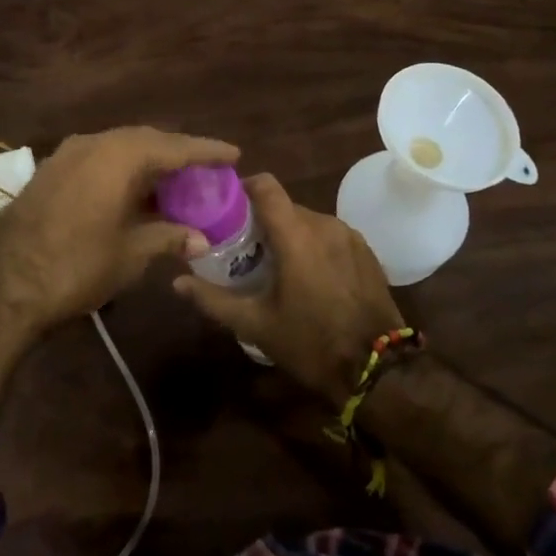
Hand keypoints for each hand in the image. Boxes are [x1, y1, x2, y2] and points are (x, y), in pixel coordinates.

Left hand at [0, 126, 237, 438]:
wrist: (3, 285)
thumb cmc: (77, 265)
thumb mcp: (130, 253)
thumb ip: (167, 237)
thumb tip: (199, 238)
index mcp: (119, 155)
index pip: (174, 145)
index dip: (206, 150)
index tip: (233, 154)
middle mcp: (93, 143)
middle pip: (145, 140)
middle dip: (176, 153)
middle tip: (203, 170)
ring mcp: (66, 155)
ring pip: (118, 148)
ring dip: (147, 163)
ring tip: (173, 181)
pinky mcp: (49, 172)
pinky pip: (97, 160)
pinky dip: (121, 171)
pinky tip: (132, 192)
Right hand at [175, 174, 404, 404]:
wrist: (378, 370)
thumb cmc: (311, 343)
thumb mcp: (256, 325)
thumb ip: (213, 299)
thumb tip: (176, 282)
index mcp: (296, 234)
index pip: (266, 185)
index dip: (244, 188)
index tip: (226, 207)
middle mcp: (325, 224)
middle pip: (285, 206)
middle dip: (263, 221)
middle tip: (244, 248)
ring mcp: (350, 236)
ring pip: (309, 221)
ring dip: (290, 235)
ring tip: (276, 265)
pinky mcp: (366, 252)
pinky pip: (330, 236)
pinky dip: (314, 246)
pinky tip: (309, 277)